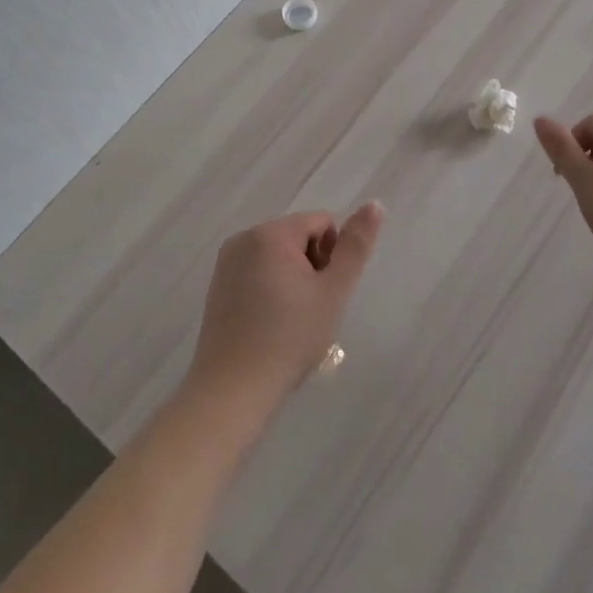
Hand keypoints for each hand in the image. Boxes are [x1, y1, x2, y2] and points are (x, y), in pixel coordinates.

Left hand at [187, 203, 384, 417]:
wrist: (233, 389)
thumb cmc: (290, 337)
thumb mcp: (333, 291)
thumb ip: (355, 246)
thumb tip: (375, 204)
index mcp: (271, 233)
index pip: (322, 222)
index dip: (333, 255)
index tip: (327, 292)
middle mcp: (244, 238)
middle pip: (298, 237)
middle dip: (313, 266)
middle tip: (312, 310)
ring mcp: (226, 262)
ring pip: (278, 256)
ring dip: (293, 279)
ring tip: (293, 320)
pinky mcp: (218, 286)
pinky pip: (257, 272)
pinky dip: (271, 290)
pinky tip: (271, 325)